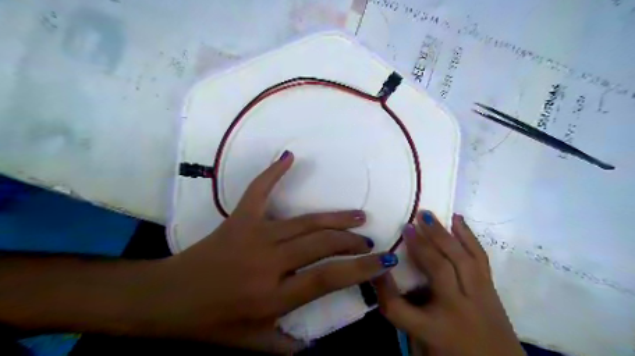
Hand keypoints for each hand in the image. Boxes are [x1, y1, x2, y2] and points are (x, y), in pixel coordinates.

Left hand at [150, 152, 394, 354]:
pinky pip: (259, 191)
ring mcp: (254, 235)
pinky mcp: (239, 219)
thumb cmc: (210, 322)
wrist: (167, 297)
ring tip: (357, 216)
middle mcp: (269, 262)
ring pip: (305, 222)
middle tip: (367, 241)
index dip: (360, 268)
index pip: (328, 278)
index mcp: (273, 296)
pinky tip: (289, 156)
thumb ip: (287, 345)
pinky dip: (273, 172)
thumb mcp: (251, 343)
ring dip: (335, 218)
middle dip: (351, 241)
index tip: (382, 260)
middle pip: (321, 244)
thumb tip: (316, 344)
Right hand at [373, 212, 522, 355]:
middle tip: (407, 225)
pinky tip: (458, 220)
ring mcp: (479, 296)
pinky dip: (468, 236)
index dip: (381, 286)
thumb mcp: (422, 346)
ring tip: (428, 215)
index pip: (398, 308)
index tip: (374, 267)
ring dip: (443, 234)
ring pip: (461, 258)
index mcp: (435, 330)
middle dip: (420, 245)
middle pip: (437, 269)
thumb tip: (391, 281)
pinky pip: (480, 257)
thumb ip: (405, 315)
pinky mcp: (491, 289)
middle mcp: (458, 308)